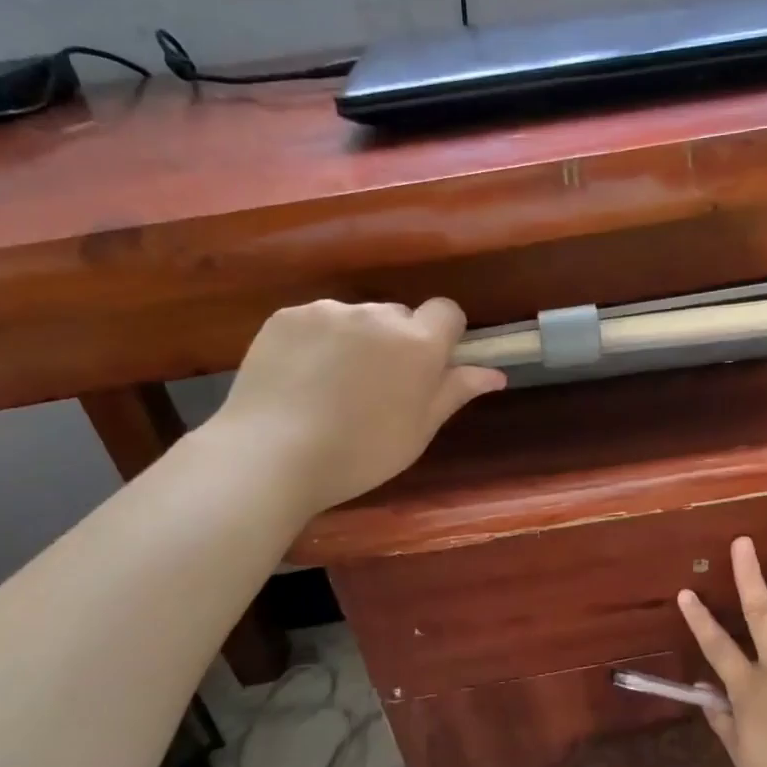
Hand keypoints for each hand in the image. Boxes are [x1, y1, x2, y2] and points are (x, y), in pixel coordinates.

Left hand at [206, 297, 505, 514]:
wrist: (271, 455)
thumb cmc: (359, 453)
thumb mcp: (418, 431)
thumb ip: (455, 392)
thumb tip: (495, 373)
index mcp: (417, 344)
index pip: (447, 311)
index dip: (444, 335)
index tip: (429, 368)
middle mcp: (377, 316)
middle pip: (399, 316)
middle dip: (397, 342)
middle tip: (377, 387)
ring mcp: (328, 312)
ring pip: (357, 319)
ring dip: (356, 340)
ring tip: (331, 386)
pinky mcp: (287, 316)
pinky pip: (317, 321)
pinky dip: (318, 342)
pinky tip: (301, 378)